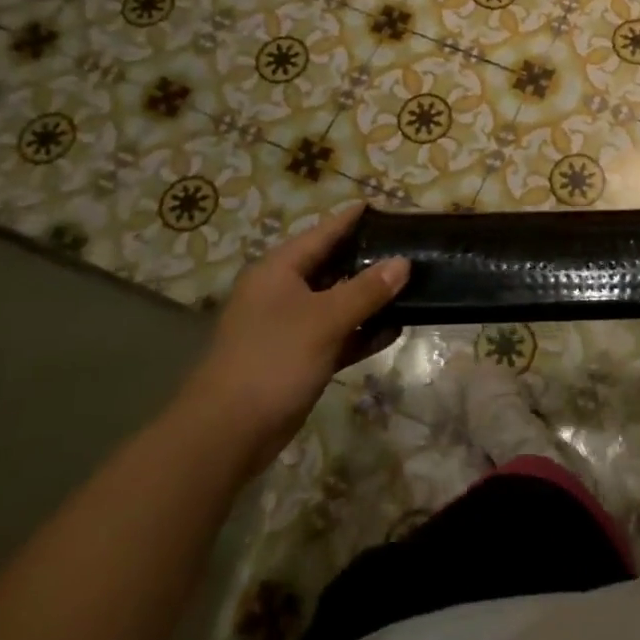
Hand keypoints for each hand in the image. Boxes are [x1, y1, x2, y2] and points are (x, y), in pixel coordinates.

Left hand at [178, 205, 407, 459]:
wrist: (227, 433)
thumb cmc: (273, 360)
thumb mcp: (324, 319)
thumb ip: (366, 290)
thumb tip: (403, 262)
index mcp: (280, 270)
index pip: (323, 232)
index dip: (352, 219)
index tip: (383, 205)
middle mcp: (284, 292)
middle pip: (332, 265)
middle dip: (369, 258)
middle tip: (409, 246)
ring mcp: (291, 326)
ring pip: (338, 302)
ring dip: (370, 298)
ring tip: (412, 285)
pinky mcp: (300, 358)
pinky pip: (338, 334)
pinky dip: (362, 331)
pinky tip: (394, 329)